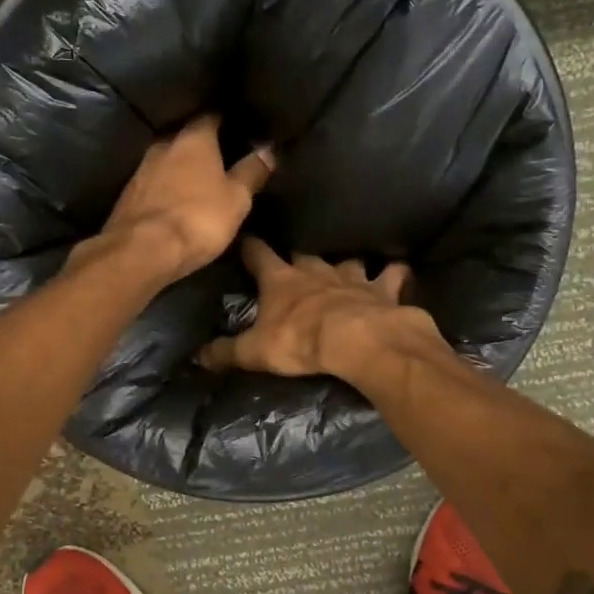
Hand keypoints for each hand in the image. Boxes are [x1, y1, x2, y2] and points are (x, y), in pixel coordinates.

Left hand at [69, 115, 274, 284]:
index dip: (225, 119)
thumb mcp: (237, 198)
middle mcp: (164, 145)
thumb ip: (252, 171)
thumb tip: (269, 149)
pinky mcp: (128, 194)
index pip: (211, 116)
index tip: (237, 125)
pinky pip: (153, 182)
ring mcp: (141, 169)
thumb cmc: (198, 218)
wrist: (142, 250)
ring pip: (167, 159)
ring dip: (181, 167)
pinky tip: (175, 199)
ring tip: (199, 180)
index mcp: (193, 139)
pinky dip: (166, 186)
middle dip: (201, 144)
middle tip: (221, 156)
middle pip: (185, 136)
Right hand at [196, 238, 439, 377]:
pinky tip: (398, 272)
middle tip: (298, 261)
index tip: (246, 238)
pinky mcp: (384, 289)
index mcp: (281, 280)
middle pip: (304, 255)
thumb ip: (226, 352)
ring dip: (347, 264)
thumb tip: (196, 355)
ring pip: (349, 260)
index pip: (258, 254)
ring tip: (349, 266)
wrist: (358, 341)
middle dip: (299, 256)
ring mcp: (352, 276)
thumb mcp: (255, 351)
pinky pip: (392, 275)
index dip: (251, 246)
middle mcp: (316, 270)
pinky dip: (395, 273)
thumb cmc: (301, 342)